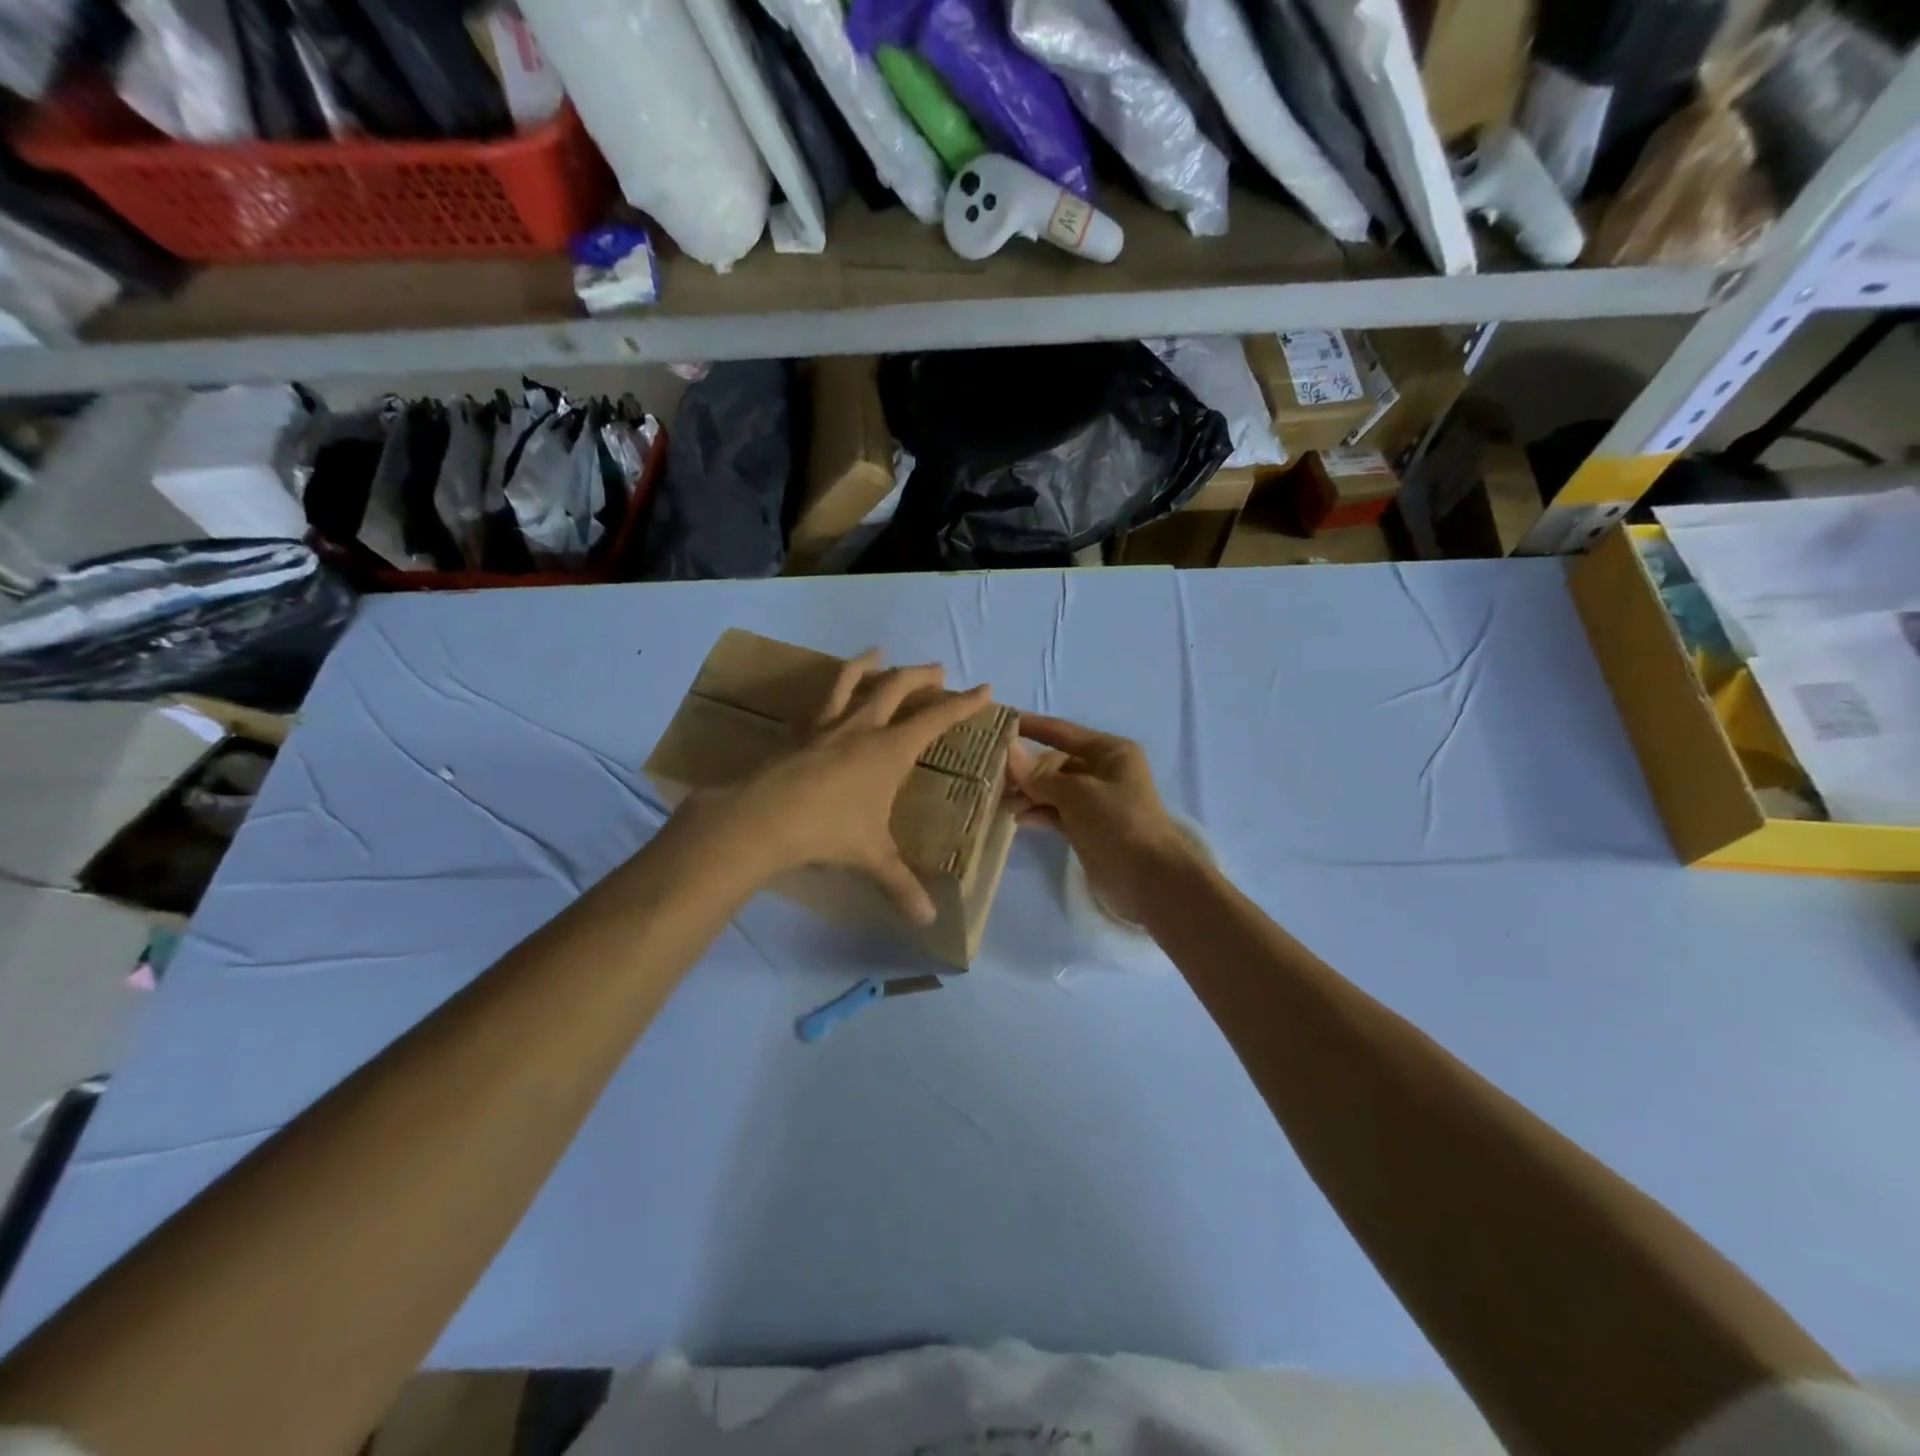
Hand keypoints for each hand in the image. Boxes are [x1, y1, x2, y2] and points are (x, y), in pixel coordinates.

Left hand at [689, 652, 991, 925]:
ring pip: (851, 682)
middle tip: (937, 671)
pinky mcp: (798, 735)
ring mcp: (827, 727)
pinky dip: (827, 692)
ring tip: (877, 652)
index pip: (936, 719)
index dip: (962, 704)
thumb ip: (901, 886)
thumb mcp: (871, 858)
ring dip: (867, 664)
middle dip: (921, 677)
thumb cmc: (829, 831)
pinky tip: (826, 694)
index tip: (984, 689)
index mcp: (890, 750)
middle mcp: (862, 729)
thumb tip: (928, 920)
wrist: (765, 818)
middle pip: (896, 688)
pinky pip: (817, 704)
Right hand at [1006, 714, 1196, 923]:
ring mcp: (1095, 800)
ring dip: (1029, 795)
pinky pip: (1057, 812)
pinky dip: (1039, 813)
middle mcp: (1102, 771)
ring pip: (1053, 789)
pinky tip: (1019, 819)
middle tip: (993, 780)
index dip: (1032, 726)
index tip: (999, 722)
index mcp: (1109, 752)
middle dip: (1026, 771)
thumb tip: (1008, 751)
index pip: (1062, 732)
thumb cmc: (1118, 823)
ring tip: (1002, 804)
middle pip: (1054, 763)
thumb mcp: (1077, 794)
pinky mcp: (1088, 826)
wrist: (1150, 879)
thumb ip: (1039, 775)